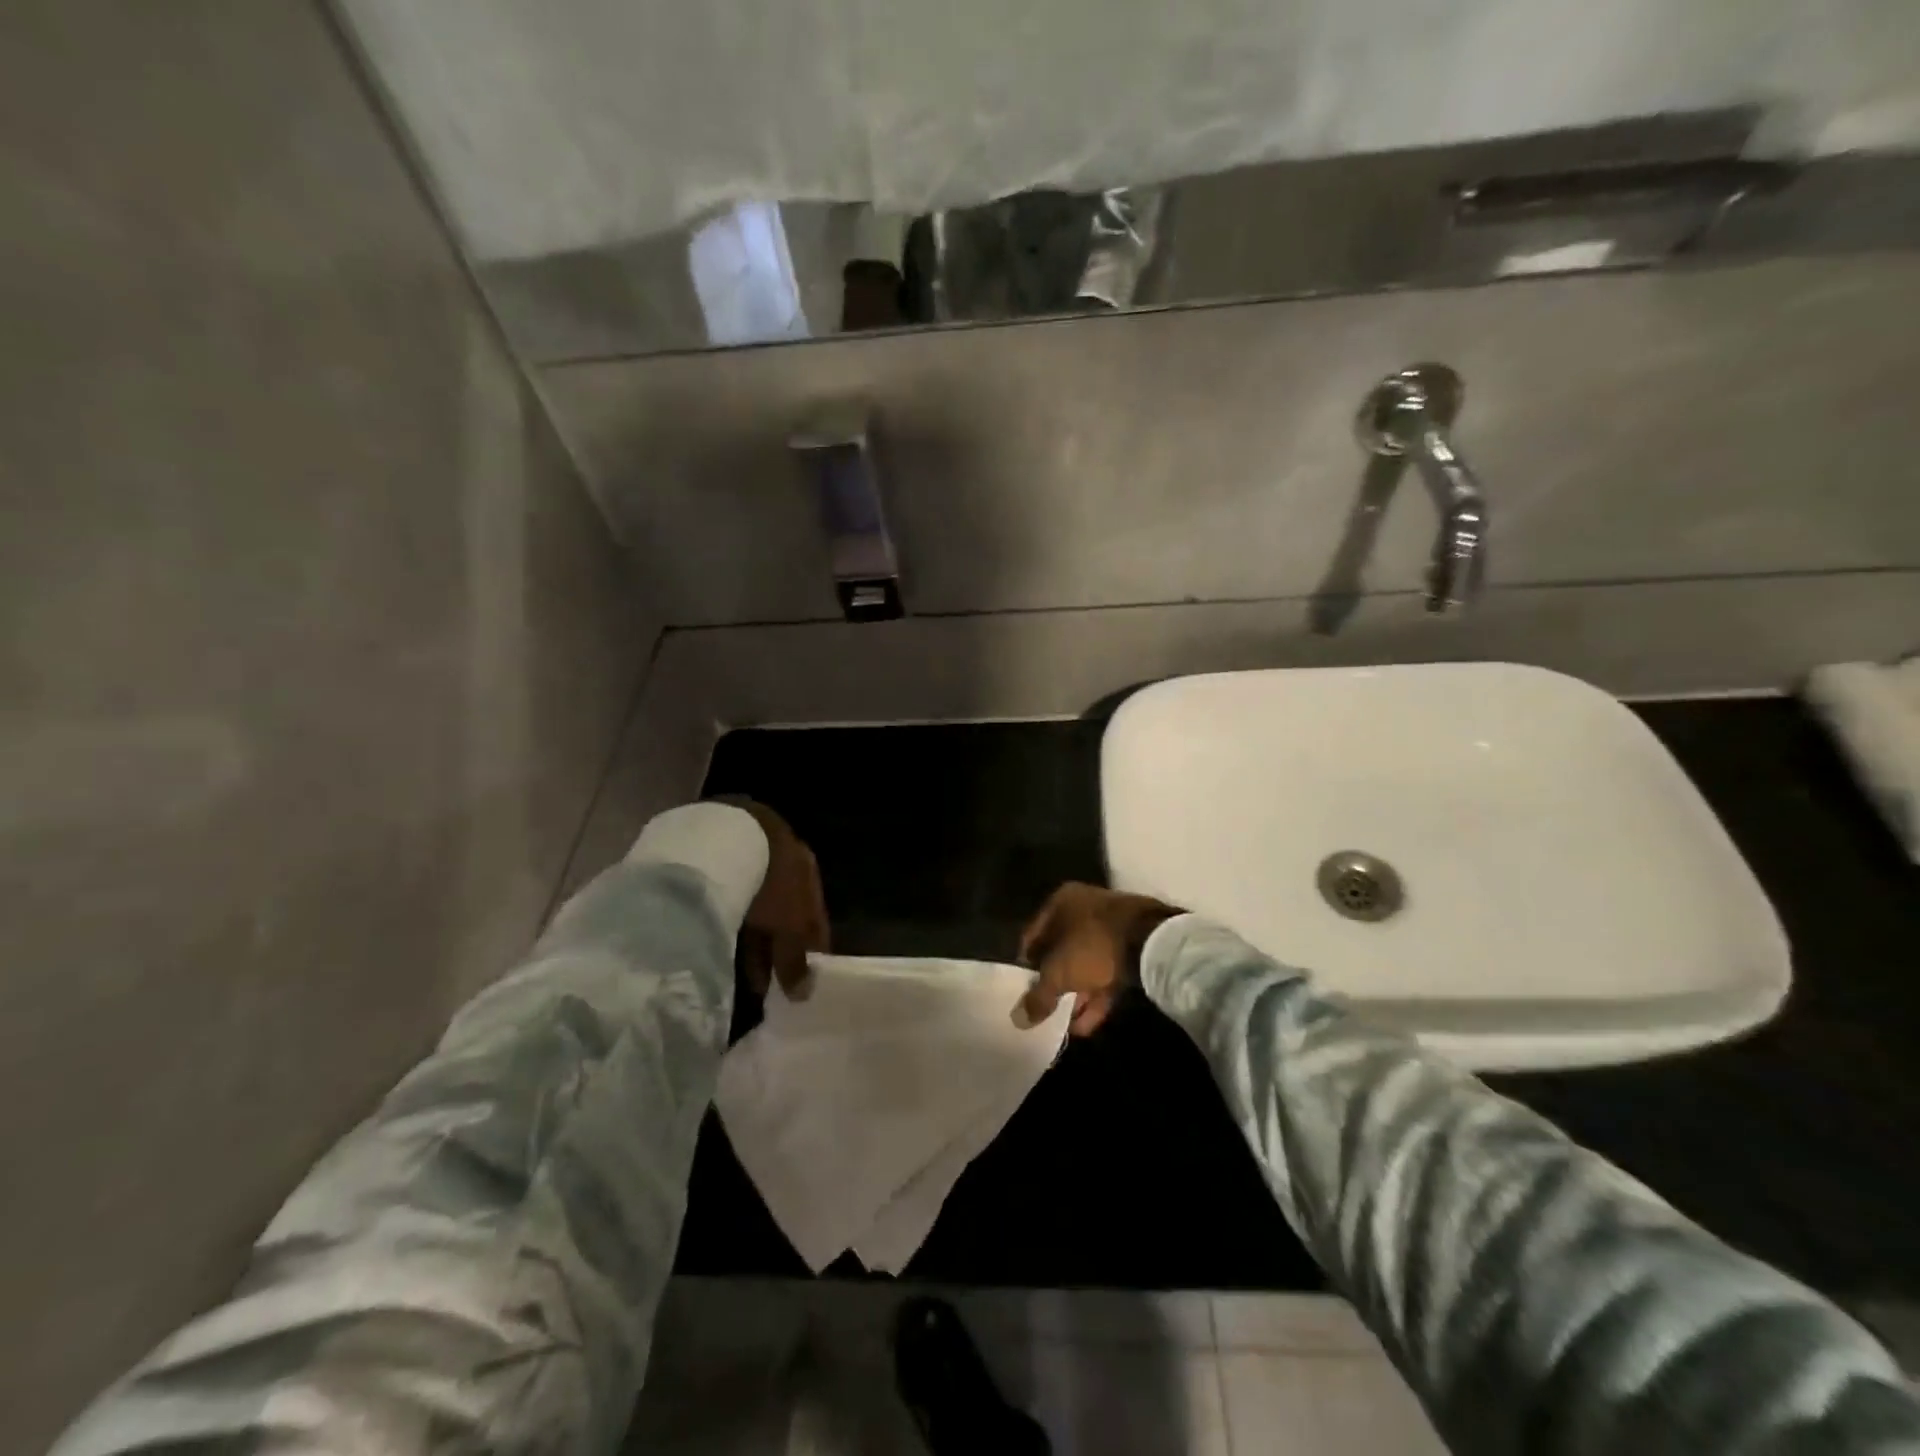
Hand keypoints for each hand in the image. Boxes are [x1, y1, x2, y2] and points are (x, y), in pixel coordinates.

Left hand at [711, 796, 829, 999]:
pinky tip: (721, 944)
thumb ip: (797, 959)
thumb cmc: (771, 882)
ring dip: (755, 938)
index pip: (816, 916)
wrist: (724, 836)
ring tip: (744, 974)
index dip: (812, 950)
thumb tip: (804, 993)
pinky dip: (731, 922)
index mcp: (807, 868)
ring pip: (757, 905)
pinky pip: (730, 899)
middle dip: (779, 946)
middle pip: (785, 911)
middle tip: (770, 984)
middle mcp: (783, 858)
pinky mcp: (717, 858)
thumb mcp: (791, 925)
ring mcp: (750, 855)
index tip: (804, 981)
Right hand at [1016, 882, 1180, 1036]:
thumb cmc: (1093, 946)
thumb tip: (1018, 1019)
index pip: (1032, 935)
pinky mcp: (1133, 946)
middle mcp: (1084, 908)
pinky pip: (1107, 971)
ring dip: (1077, 994)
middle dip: (1055, 983)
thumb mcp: (1058, 973)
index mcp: (1061, 902)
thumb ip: (1037, 996)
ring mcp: (1111, 926)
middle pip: (1061, 950)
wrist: (1153, 942)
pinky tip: (1087, 1025)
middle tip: (1047, 1010)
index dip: (1026, 965)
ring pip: (1086, 963)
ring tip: (1067, 1025)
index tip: (1024, 990)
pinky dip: (1096, 995)